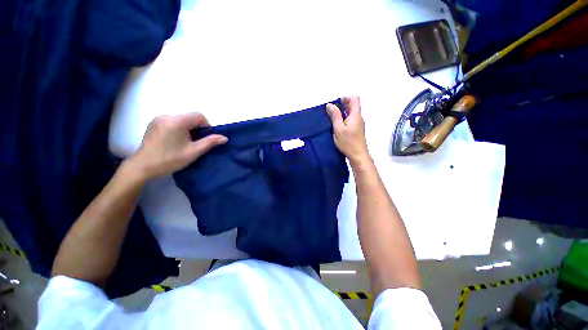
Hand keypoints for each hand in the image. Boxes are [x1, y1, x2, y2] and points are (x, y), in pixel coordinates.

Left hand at [127, 113, 226, 179]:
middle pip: (189, 117)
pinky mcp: (153, 124)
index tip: (204, 138)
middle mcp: (167, 116)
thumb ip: (210, 142)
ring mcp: (158, 119)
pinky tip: (174, 141)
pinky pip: (172, 122)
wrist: (143, 166)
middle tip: (195, 143)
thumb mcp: (194, 152)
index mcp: (177, 121)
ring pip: (181, 120)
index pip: (199, 116)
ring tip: (184, 143)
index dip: (206, 126)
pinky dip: (178, 129)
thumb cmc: (170, 159)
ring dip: (188, 129)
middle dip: (196, 128)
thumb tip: (225, 138)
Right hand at [326, 96, 369, 164]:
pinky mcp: (356, 130)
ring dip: (342, 113)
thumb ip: (335, 116)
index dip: (345, 97)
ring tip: (332, 119)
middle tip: (331, 112)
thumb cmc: (348, 142)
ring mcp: (358, 124)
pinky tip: (337, 126)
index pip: (354, 98)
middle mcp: (358, 117)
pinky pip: (350, 120)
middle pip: (352, 105)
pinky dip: (343, 119)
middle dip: (342, 105)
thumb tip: (330, 105)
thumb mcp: (338, 128)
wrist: (358, 155)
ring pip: (351, 113)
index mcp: (355, 115)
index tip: (336, 103)